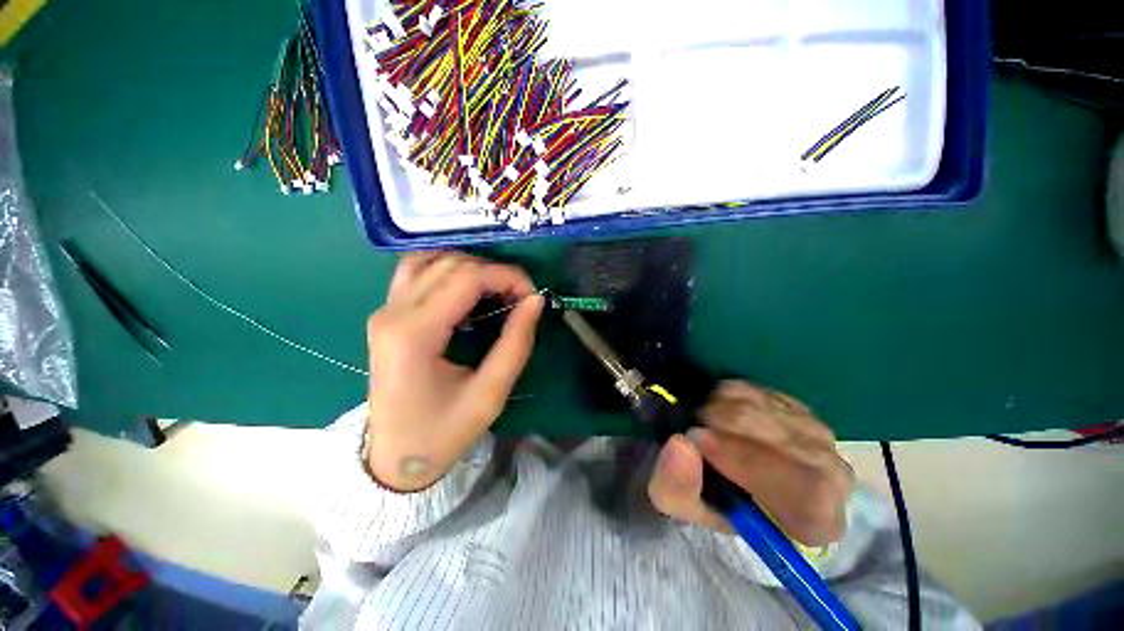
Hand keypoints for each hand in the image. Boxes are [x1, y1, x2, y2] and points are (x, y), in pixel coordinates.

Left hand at [366, 252, 543, 491]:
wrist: (394, 458)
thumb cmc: (443, 433)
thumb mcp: (490, 394)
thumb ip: (516, 343)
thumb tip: (535, 300)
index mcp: (414, 335)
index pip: (466, 278)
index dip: (506, 277)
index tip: (532, 294)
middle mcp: (393, 313)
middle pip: (449, 264)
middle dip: (493, 271)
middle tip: (519, 296)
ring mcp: (384, 310)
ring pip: (430, 259)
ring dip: (470, 266)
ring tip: (495, 289)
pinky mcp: (387, 314)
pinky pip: (416, 272)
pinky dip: (447, 269)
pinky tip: (466, 287)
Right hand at [647, 381, 852, 545]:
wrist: (725, 478)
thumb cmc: (710, 502)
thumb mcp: (681, 506)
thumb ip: (676, 485)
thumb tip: (681, 443)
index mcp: (816, 521)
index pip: (807, 491)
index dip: (748, 461)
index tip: (698, 440)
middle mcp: (832, 476)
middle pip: (780, 439)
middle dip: (722, 428)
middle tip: (691, 431)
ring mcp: (815, 432)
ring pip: (762, 407)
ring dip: (717, 410)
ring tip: (703, 427)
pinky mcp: (793, 403)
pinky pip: (752, 389)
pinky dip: (723, 396)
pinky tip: (717, 415)